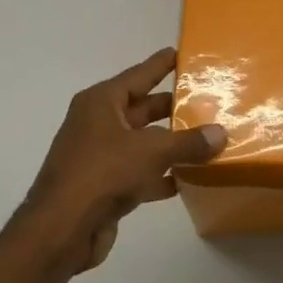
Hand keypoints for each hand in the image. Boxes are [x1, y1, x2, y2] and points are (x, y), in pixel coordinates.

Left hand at [6, 48, 225, 274]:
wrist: (62, 228)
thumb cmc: (103, 173)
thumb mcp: (152, 152)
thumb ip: (188, 142)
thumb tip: (220, 133)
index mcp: (101, 104)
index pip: (137, 76)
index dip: (159, 65)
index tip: (179, 53)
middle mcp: (97, 125)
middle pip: (141, 110)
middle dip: (171, 107)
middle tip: (205, 100)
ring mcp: (99, 157)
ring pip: (142, 143)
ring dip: (170, 144)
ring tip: (206, 139)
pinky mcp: (104, 187)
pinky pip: (140, 173)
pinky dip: (161, 174)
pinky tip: (188, 179)